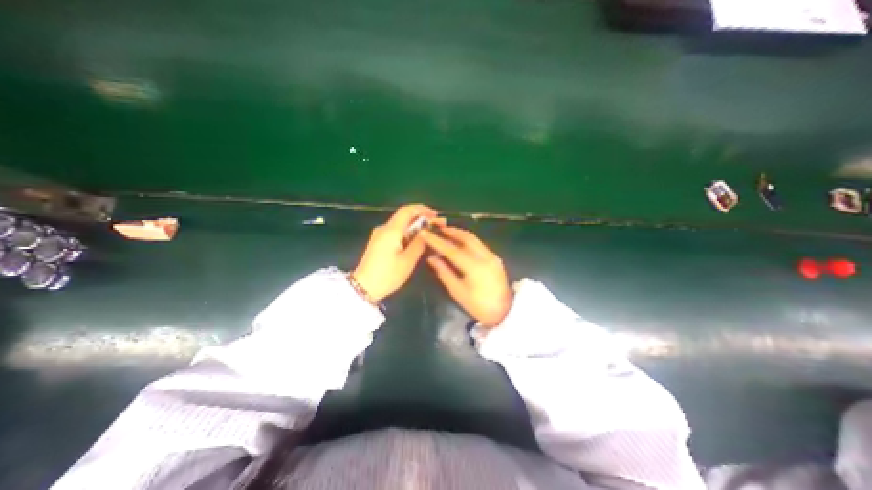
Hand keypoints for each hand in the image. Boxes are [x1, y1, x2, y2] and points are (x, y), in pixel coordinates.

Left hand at [349, 204, 439, 301]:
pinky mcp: (378, 241)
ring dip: (416, 225)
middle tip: (437, 225)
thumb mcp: (407, 261)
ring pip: (400, 224)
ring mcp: (380, 234)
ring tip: (430, 233)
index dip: (423, 209)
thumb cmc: (387, 275)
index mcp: (391, 230)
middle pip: (404, 216)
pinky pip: (396, 231)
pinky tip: (416, 240)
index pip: (407, 210)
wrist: (363, 287)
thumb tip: (428, 230)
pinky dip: (408, 232)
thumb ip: (419, 243)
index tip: (436, 215)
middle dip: (422, 218)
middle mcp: (384, 228)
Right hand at [421, 226, 511, 327]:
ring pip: (474, 239)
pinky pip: (479, 244)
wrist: (505, 312)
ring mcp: (492, 256)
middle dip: (451, 231)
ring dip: (459, 234)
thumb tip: (432, 258)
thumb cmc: (479, 306)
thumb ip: (444, 273)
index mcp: (475, 267)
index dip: (437, 241)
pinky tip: (459, 243)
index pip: (452, 249)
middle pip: (466, 237)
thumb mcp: (458, 292)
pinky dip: (467, 240)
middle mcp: (485, 257)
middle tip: (437, 228)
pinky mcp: (495, 258)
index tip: (425, 233)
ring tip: (446, 232)